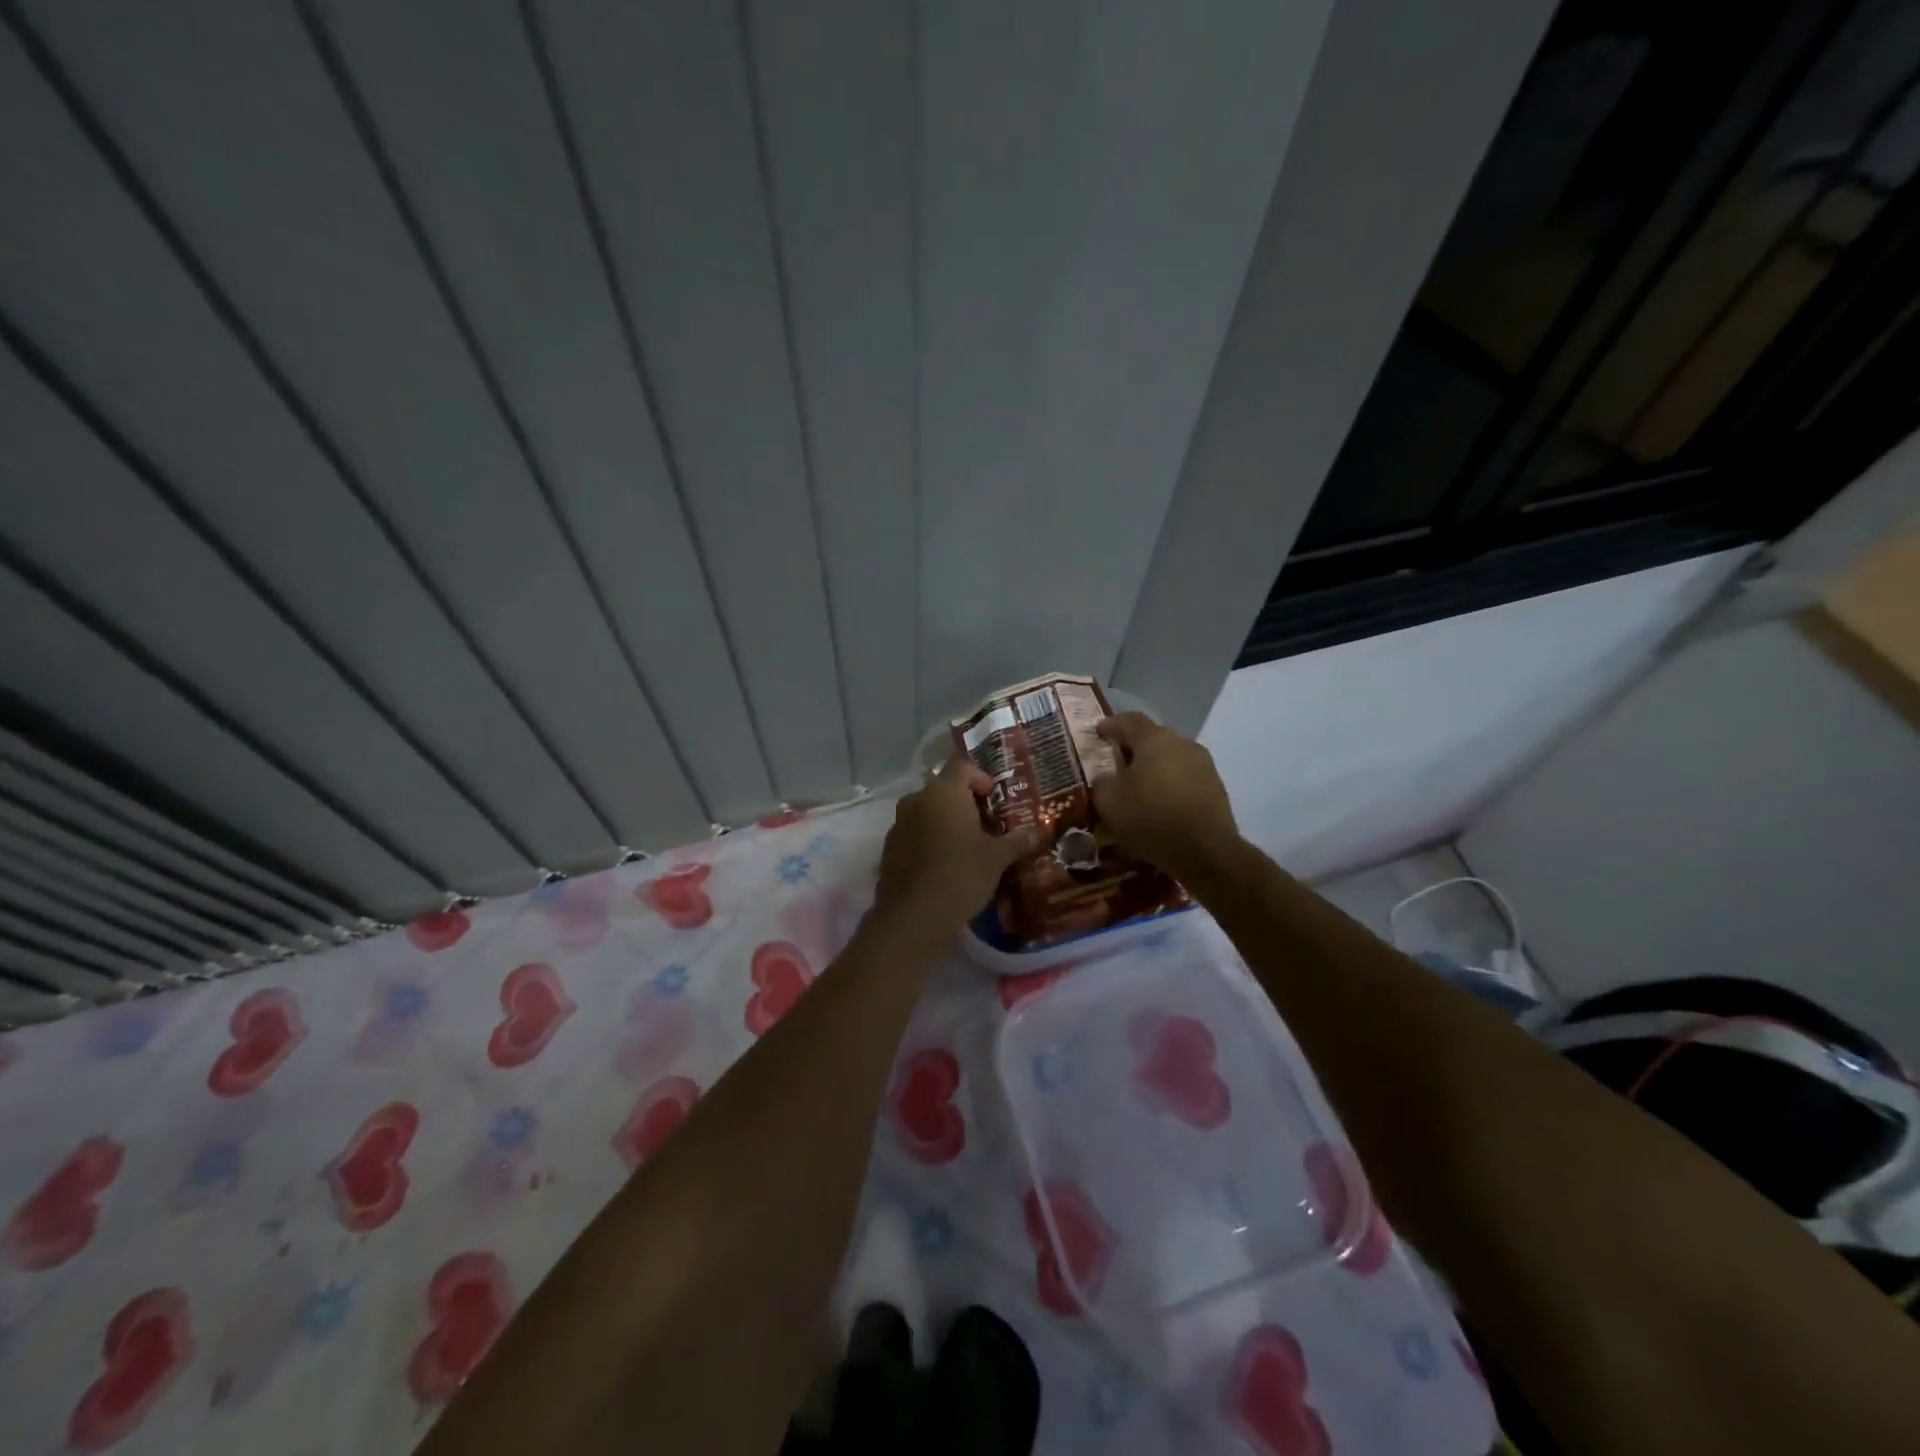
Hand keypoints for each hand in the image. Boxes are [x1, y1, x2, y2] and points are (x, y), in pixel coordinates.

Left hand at [873, 753, 1041, 934]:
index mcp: (944, 792)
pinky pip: (914, 832)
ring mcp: (898, 823)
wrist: (913, 917)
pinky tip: (944, 865)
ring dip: (947, 821)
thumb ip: (1017, 840)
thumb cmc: (961, 875)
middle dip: (966, 803)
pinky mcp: (889, 847)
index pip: (962, 765)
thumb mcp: (997, 858)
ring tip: (968, 847)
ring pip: (928, 811)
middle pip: (944, 789)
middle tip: (988, 826)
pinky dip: (930, 839)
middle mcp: (917, 799)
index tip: (995, 798)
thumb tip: (1037, 832)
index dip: (981, 777)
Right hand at [1091, 713, 1239, 876]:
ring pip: (1172, 758)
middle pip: (1153, 738)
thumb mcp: (1108, 801)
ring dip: (1155, 768)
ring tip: (1140, 788)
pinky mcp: (1216, 787)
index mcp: (1154, 739)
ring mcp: (1204, 765)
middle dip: (1134, 748)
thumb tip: (1107, 777)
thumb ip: (1102, 781)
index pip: (1129, 720)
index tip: (1099, 732)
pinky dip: (1171, 785)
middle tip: (1117, 763)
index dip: (1112, 724)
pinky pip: (1186, 778)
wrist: (1204, 851)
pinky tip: (1161, 804)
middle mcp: (1182, 743)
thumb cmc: (1150, 817)